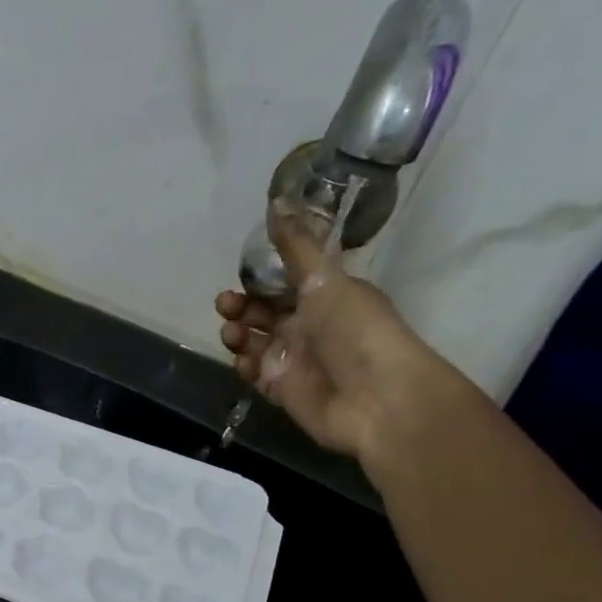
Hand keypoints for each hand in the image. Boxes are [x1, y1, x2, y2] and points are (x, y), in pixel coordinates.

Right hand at [216, 208, 461, 465]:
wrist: (375, 399)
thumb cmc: (355, 331)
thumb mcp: (326, 280)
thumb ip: (297, 247)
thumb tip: (277, 202)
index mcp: (324, 297)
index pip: (283, 283)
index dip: (259, 279)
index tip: (241, 276)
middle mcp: (308, 327)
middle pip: (263, 312)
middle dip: (240, 306)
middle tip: (227, 304)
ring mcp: (293, 361)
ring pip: (253, 343)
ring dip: (237, 334)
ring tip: (235, 334)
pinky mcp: (282, 391)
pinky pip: (254, 375)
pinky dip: (244, 366)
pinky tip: (245, 362)